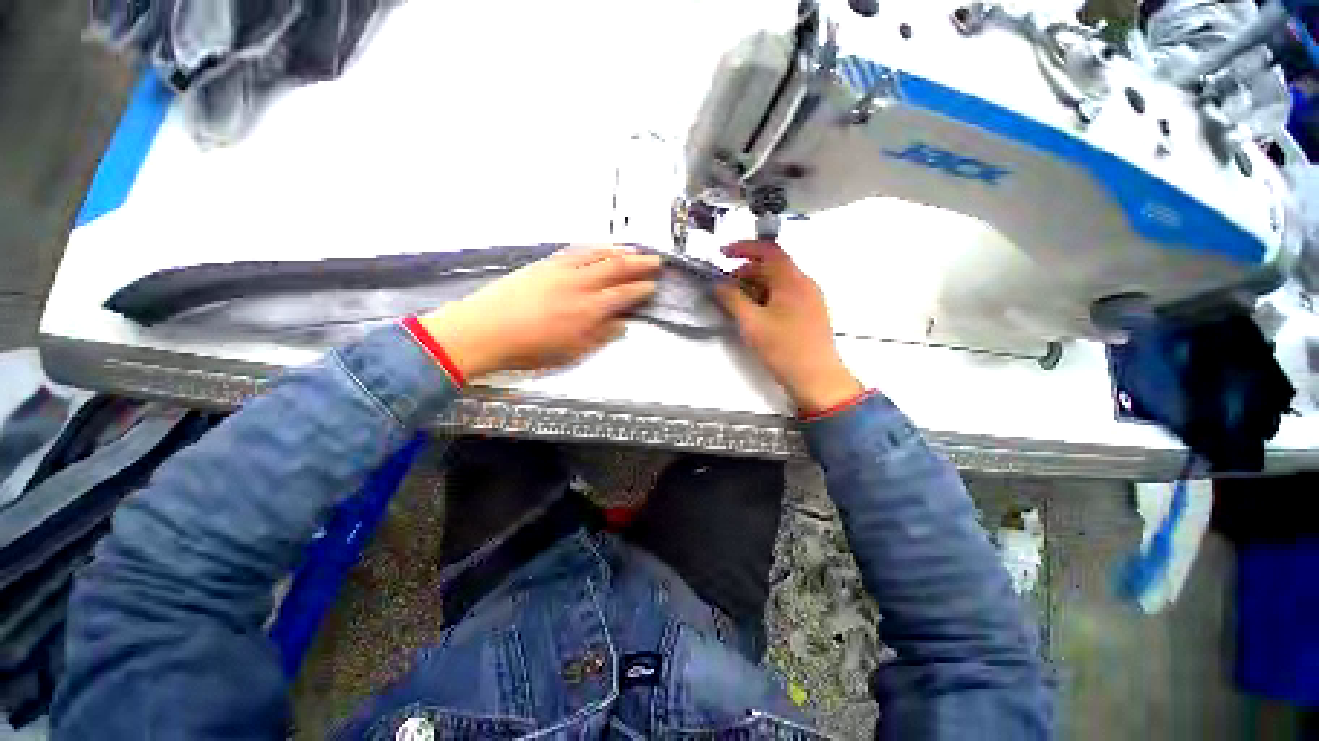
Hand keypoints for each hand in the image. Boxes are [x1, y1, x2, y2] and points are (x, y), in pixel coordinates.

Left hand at [418, 246, 661, 379]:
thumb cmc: (529, 349)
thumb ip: (600, 336)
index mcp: (589, 310)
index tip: (653, 286)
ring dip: (620, 250)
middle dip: (640, 263)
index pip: (623, 294)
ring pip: (597, 254)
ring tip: (634, 249)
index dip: (641, 289)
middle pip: (616, 268)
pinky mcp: (545, 264)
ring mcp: (561, 270)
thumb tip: (622, 325)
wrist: (485, 330)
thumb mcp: (571, 352)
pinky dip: (593, 247)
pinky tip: (600, 247)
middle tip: (656, 260)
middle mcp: (580, 285)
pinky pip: (576, 250)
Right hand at [715, 241, 863, 413]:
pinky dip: (766, 297)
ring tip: (737, 304)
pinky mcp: (810, 313)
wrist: (817, 378)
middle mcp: (805, 283)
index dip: (743, 248)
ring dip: (755, 286)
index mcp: (792, 280)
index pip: (768, 250)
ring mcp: (810, 299)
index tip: (722, 254)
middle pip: (772, 266)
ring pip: (778, 282)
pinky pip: (785, 296)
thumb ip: (732, 299)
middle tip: (725, 288)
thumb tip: (718, 284)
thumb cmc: (783, 348)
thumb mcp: (752, 323)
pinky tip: (755, 315)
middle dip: (745, 272)